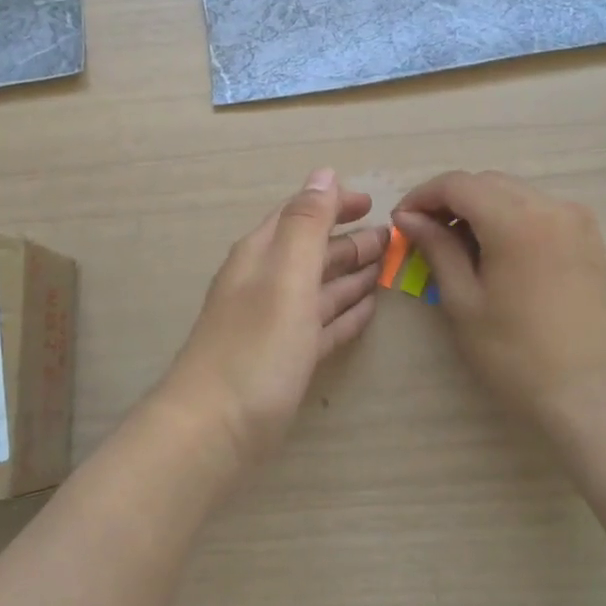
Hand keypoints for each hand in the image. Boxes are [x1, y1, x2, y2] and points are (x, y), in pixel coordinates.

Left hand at [159, 169, 385, 468]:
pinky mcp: (283, 360)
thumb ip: (306, 225)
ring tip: (385, 270)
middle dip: (349, 242)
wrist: (213, 431)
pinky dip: (343, 315)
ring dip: (350, 276)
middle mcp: (264, 283)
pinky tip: (366, 312)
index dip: (333, 204)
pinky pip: (320, 326)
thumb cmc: (254, 347)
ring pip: (318, 289)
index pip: (299, 215)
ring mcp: (273, 324)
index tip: (373, 203)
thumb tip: (323, 174)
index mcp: (261, 256)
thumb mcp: (285, 277)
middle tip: (392, 240)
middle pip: (311, 253)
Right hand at [393, 171, 605, 435]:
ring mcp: (575, 219)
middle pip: (486, 182)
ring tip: (455, 246)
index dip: (422, 196)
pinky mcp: (588, 237)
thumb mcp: (463, 301)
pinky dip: (507, 217)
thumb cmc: (517, 354)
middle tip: (423, 234)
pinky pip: (537, 209)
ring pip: (512, 192)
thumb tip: (408, 218)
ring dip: (478, 207)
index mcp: (515, 220)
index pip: (457, 184)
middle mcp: (549, 205)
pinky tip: (493, 251)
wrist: (593, 393)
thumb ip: (436, 248)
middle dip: (449, 200)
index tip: (401, 222)